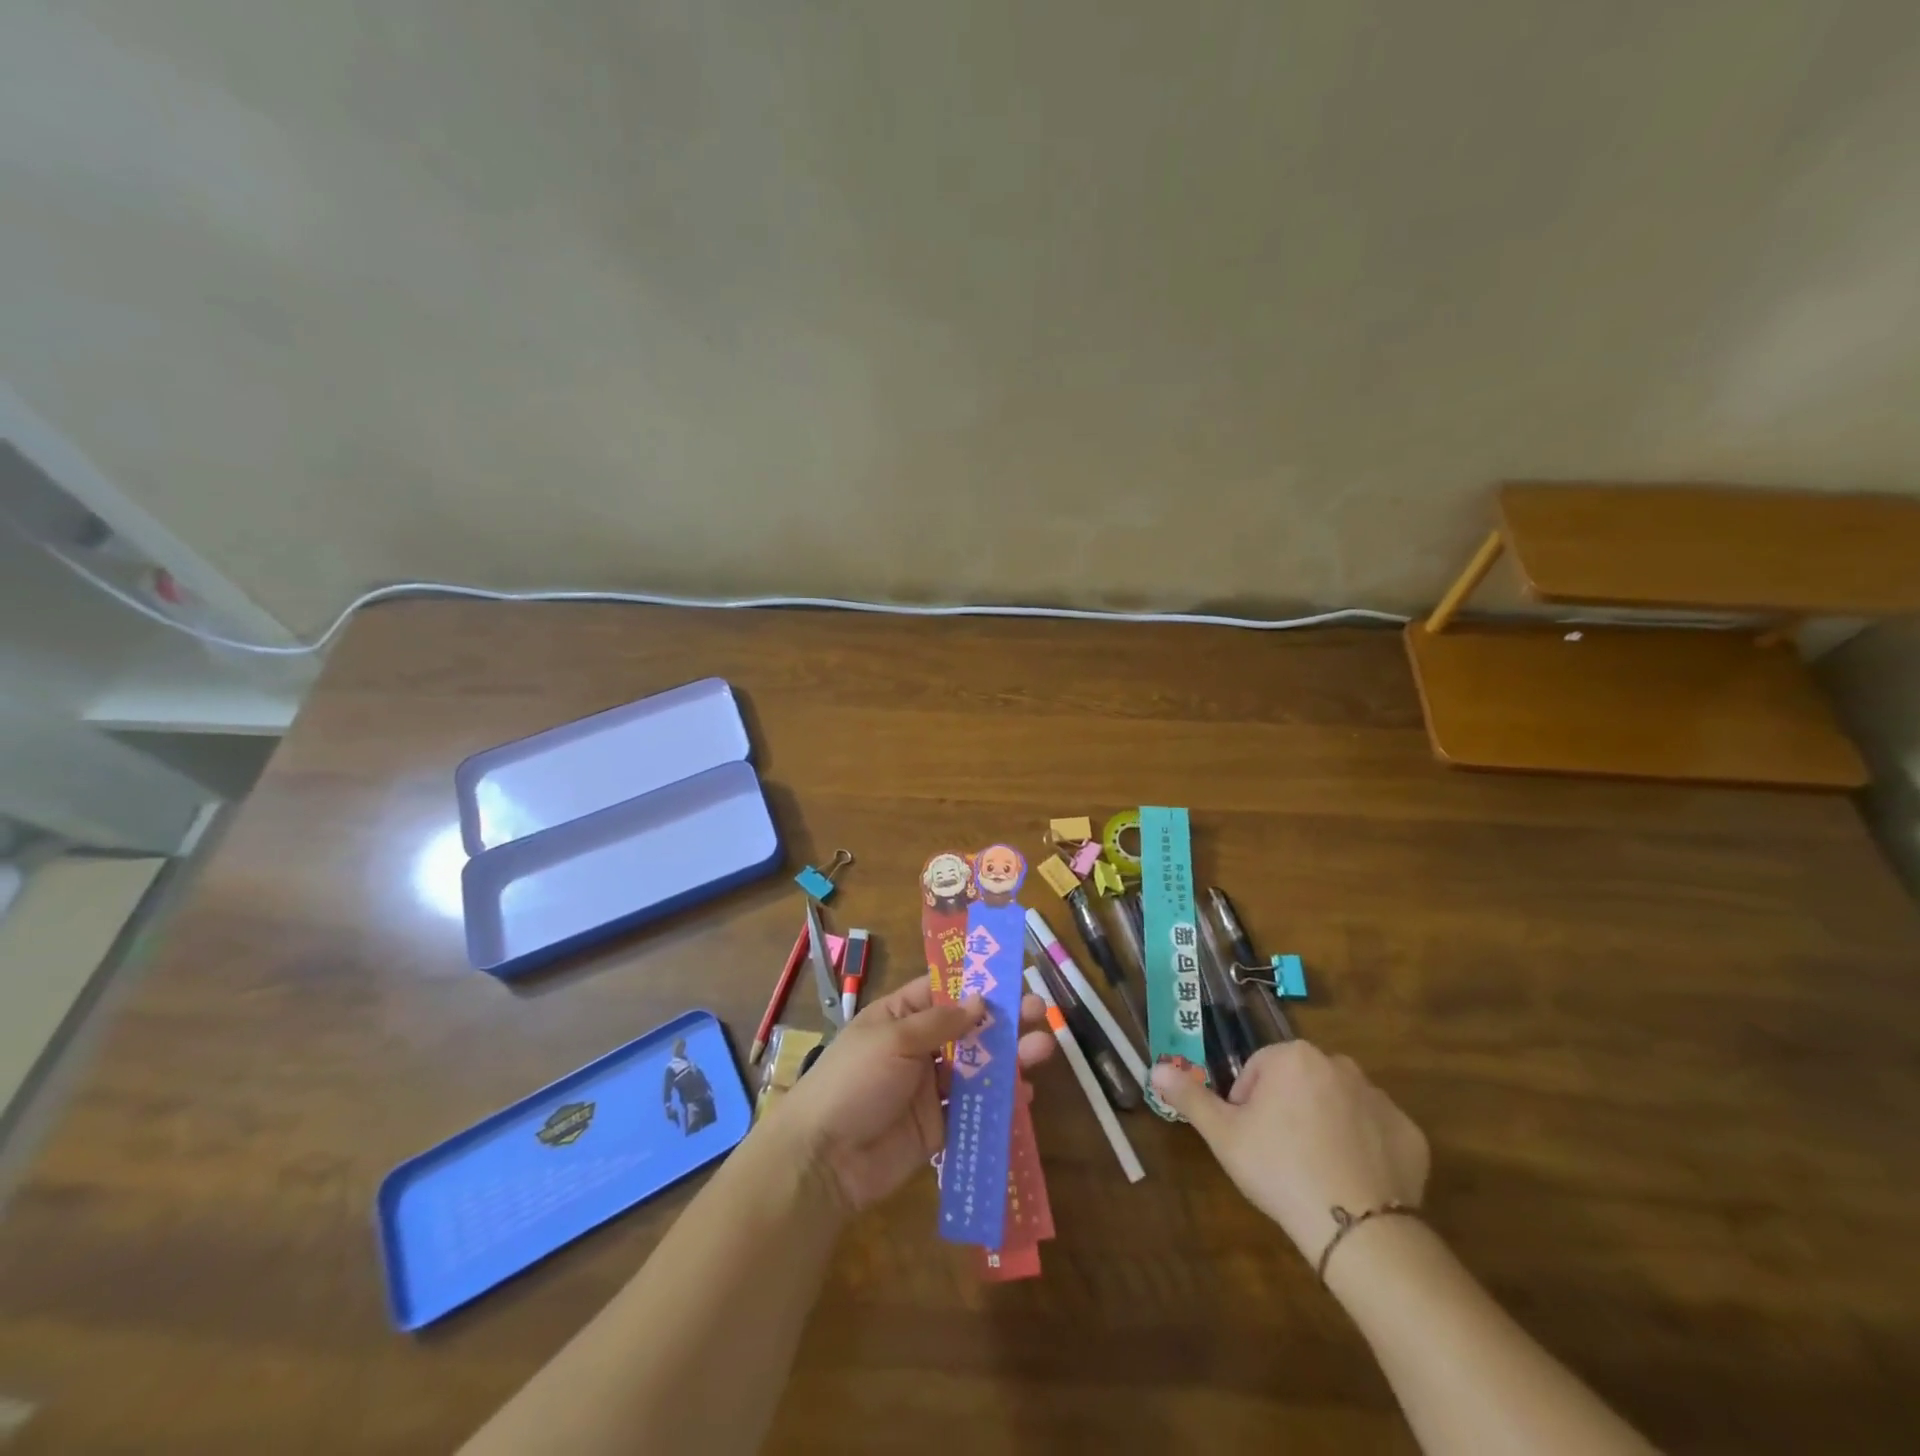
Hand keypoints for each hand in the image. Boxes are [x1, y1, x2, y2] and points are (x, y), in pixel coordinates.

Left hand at [775, 978, 1053, 1213]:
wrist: (825, 1160)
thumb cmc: (854, 1081)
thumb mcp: (893, 1040)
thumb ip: (940, 1022)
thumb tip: (980, 1001)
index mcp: (899, 1016)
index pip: (942, 991)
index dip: (975, 984)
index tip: (1011, 976)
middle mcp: (918, 1047)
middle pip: (967, 1029)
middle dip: (1003, 1020)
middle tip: (1039, 1011)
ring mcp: (929, 1087)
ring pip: (977, 1067)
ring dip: (1009, 1057)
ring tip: (1043, 1048)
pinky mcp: (939, 1126)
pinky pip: (974, 1108)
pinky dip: (999, 1101)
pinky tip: (1025, 1094)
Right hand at [1151, 1040, 1428, 1261]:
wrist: (1355, 1228)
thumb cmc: (1279, 1168)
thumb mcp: (1223, 1134)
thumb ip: (1189, 1096)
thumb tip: (1155, 1068)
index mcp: (1292, 1056)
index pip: (1259, 1071)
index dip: (1249, 1106)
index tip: (1252, 1140)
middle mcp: (1339, 1064)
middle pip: (1300, 1082)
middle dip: (1289, 1110)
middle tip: (1281, 1155)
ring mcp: (1380, 1098)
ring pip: (1339, 1104)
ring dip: (1326, 1125)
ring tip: (1318, 1170)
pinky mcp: (1411, 1134)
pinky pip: (1377, 1132)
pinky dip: (1366, 1149)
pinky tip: (1354, 1180)